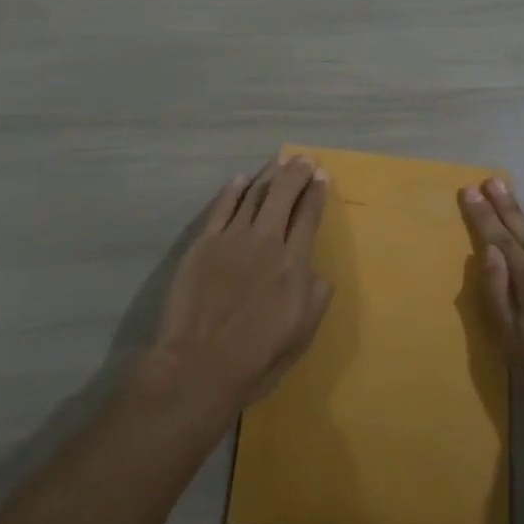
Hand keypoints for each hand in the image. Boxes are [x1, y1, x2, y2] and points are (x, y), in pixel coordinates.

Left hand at [145, 155, 333, 419]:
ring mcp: (232, 238)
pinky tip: (242, 179)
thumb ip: (316, 297)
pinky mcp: (205, 242)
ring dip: (269, 174)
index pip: (309, 215)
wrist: (200, 365)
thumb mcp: (302, 334)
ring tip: (280, 160)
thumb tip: (317, 272)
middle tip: (305, 159)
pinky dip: (233, 189)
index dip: (317, 193)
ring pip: (254, 194)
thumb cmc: (257, 357)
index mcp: (294, 263)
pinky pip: (222, 207)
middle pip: (283, 195)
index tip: (322, 176)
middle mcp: (266, 241)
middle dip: (297, 173)